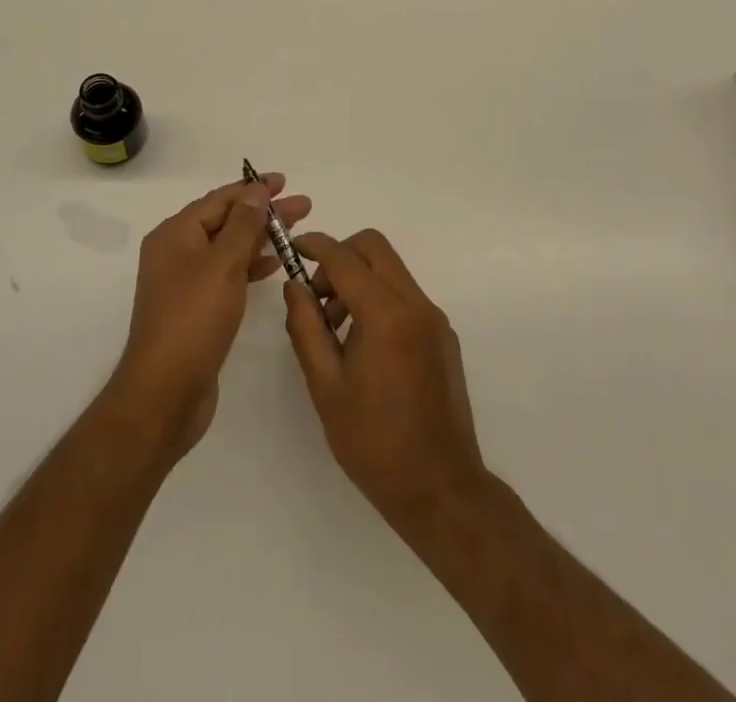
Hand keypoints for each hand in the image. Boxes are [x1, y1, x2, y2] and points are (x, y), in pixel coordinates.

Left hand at [110, 174, 311, 459]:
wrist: (164, 394)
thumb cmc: (193, 321)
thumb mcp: (222, 266)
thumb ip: (243, 226)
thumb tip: (255, 191)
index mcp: (175, 234)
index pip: (219, 199)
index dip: (253, 189)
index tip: (285, 182)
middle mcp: (176, 252)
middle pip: (226, 221)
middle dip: (263, 213)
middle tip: (303, 207)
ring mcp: (185, 282)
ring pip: (228, 248)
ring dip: (260, 238)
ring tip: (296, 234)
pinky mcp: (196, 309)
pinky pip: (227, 274)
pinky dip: (250, 266)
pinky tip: (274, 266)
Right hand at [283, 230, 487, 528]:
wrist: (441, 489)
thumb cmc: (374, 443)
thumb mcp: (325, 387)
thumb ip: (306, 328)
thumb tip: (295, 286)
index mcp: (387, 316)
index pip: (345, 258)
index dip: (315, 245)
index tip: (293, 247)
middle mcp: (416, 305)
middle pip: (375, 247)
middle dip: (340, 256)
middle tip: (317, 293)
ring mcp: (434, 319)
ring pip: (391, 270)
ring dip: (359, 279)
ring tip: (335, 327)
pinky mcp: (443, 335)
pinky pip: (405, 295)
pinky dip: (379, 298)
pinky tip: (363, 345)